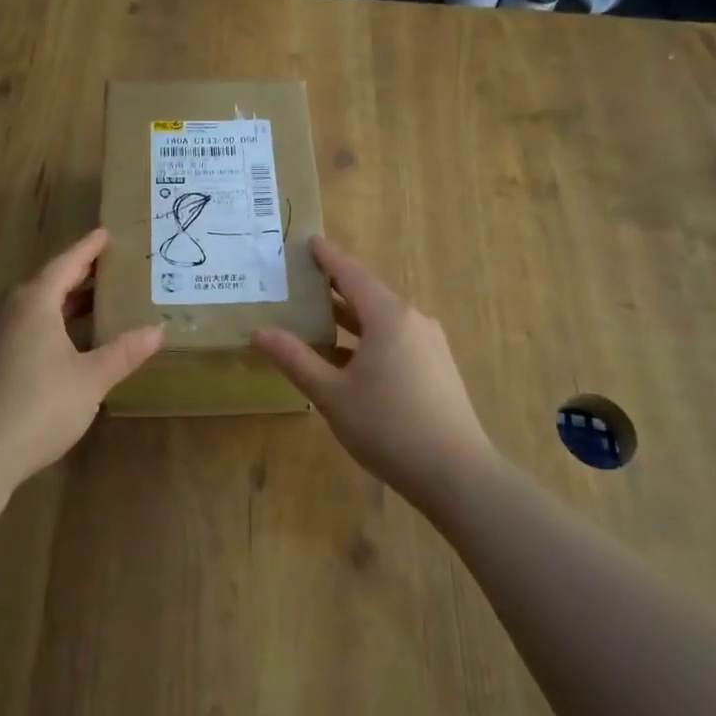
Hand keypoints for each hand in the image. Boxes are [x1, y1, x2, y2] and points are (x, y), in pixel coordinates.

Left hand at [0, 228, 162, 488]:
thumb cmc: (38, 407)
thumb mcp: (91, 379)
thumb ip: (124, 352)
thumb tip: (158, 330)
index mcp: (33, 303)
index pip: (66, 264)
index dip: (89, 249)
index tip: (107, 234)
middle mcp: (8, 310)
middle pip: (47, 282)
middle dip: (78, 275)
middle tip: (110, 268)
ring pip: (34, 307)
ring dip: (64, 302)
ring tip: (95, 302)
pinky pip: (23, 327)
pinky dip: (49, 323)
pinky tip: (67, 342)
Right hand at [252, 237, 501, 503]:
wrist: (456, 473)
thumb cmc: (388, 427)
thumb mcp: (332, 394)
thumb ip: (295, 360)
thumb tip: (260, 332)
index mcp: (389, 317)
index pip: (352, 274)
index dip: (328, 257)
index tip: (309, 241)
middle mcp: (413, 321)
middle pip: (368, 294)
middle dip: (335, 287)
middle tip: (301, 282)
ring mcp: (429, 344)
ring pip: (383, 320)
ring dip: (350, 318)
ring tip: (316, 319)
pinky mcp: (436, 367)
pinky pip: (396, 340)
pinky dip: (368, 339)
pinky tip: (347, 359)